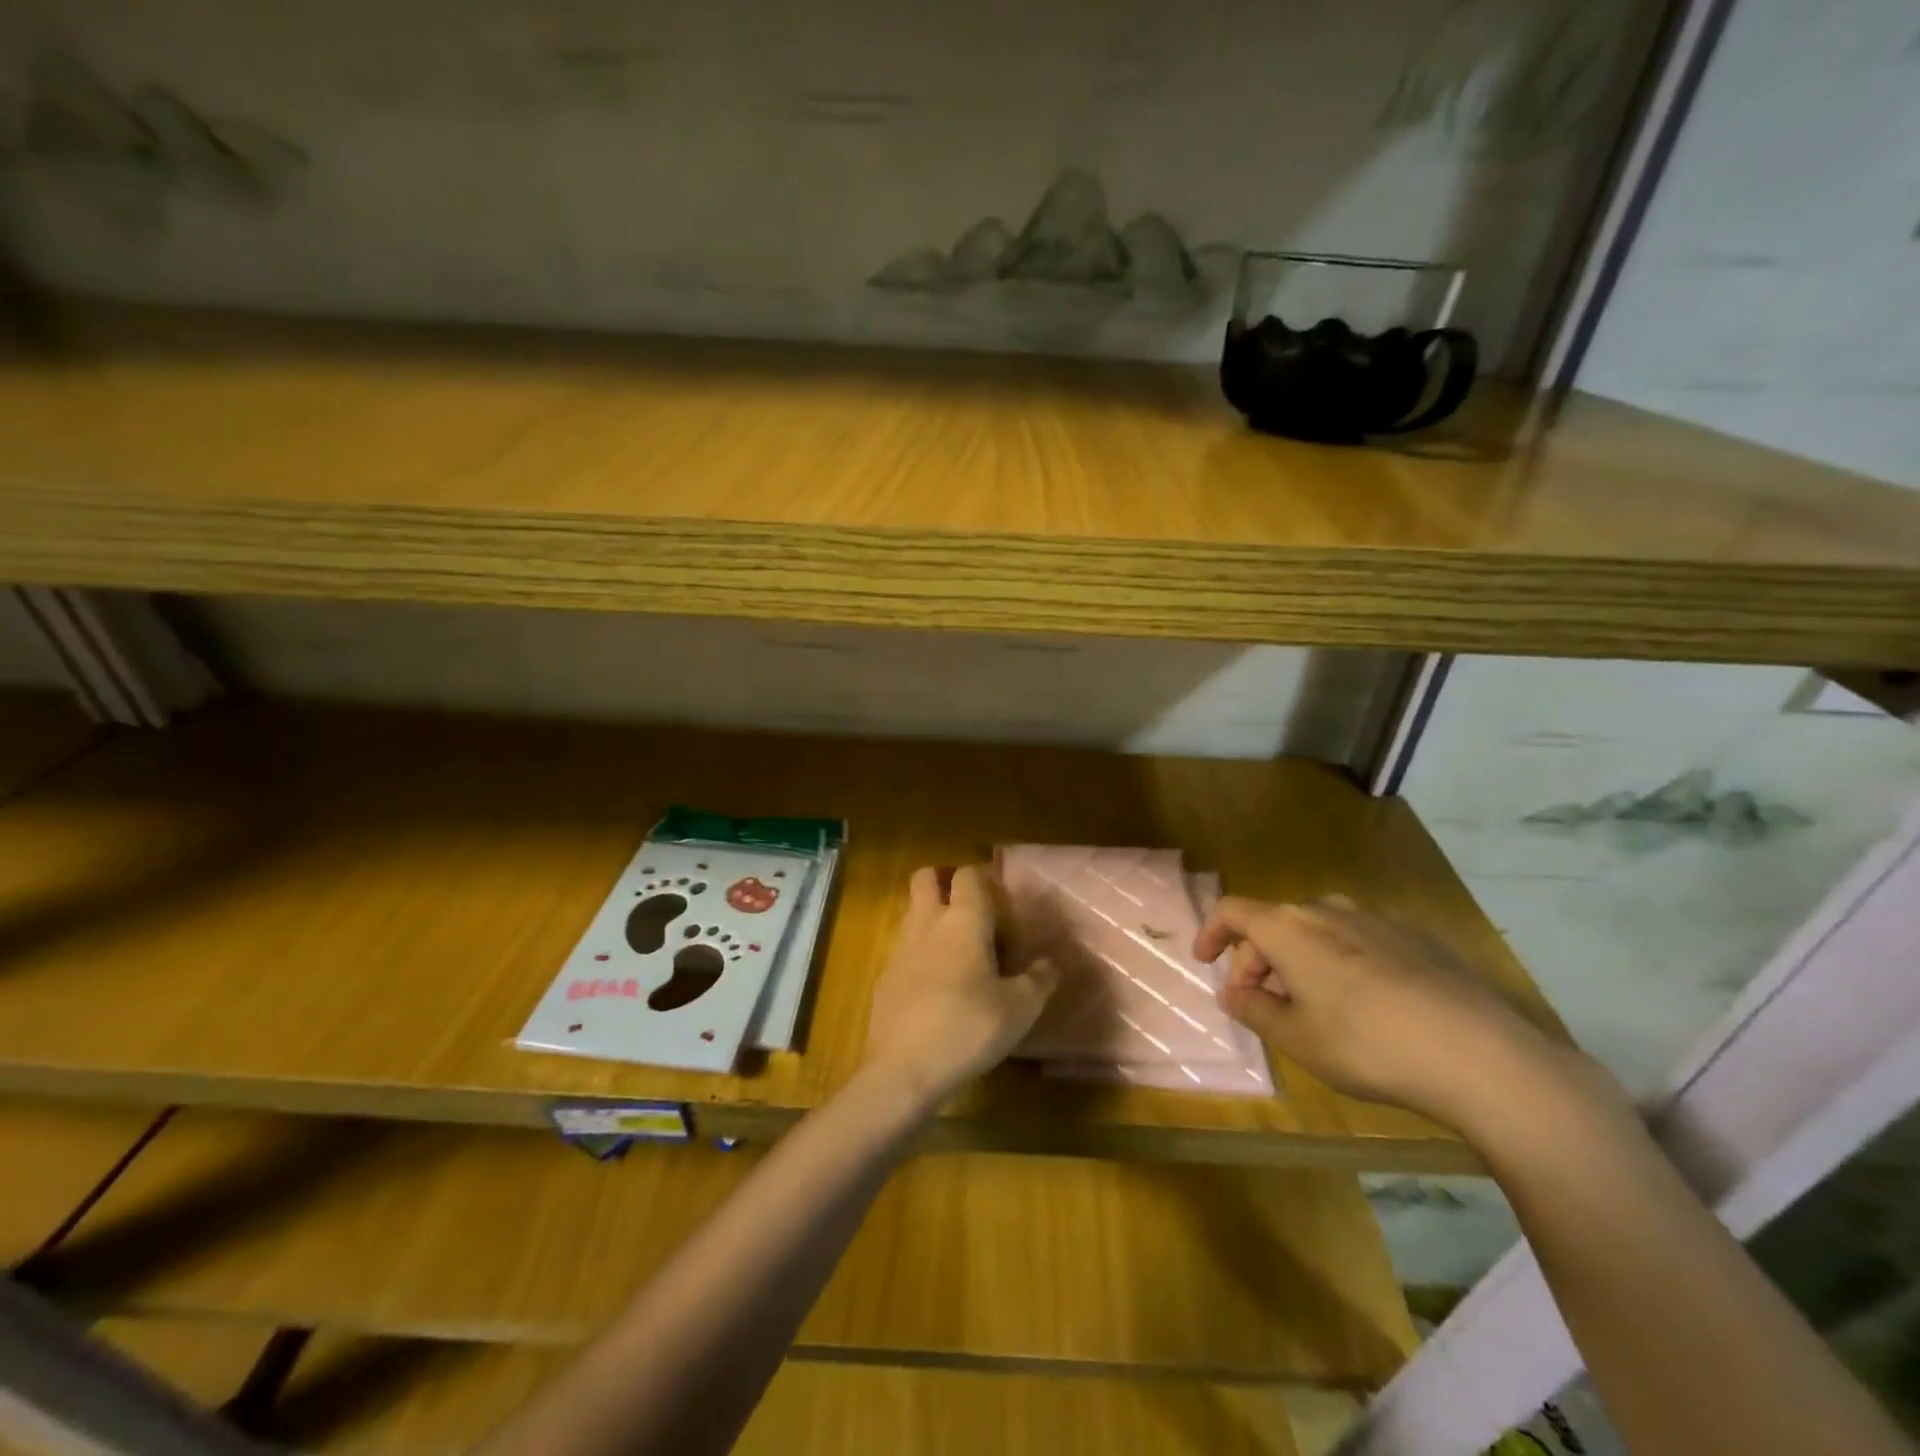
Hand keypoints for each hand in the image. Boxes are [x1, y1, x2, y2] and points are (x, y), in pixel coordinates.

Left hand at [862, 865, 1059, 1110]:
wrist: (904, 1069)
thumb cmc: (968, 1027)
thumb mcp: (1020, 1009)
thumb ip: (1039, 980)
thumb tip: (1052, 963)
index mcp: (963, 920)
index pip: (968, 875)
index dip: (982, 876)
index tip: (998, 892)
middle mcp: (927, 923)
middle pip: (924, 878)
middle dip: (942, 880)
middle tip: (967, 905)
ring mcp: (899, 949)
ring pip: (911, 911)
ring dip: (929, 915)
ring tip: (955, 946)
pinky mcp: (884, 977)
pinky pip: (902, 948)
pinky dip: (917, 952)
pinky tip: (934, 984)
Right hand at [1196, 894, 1570, 1130]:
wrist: (1481, 1053)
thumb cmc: (1368, 1044)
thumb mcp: (1297, 1038)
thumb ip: (1254, 1010)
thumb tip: (1232, 993)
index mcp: (1289, 928)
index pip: (1233, 911)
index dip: (1211, 933)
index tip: (1204, 962)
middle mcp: (1328, 909)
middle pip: (1275, 922)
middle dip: (1257, 959)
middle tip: (1260, 1003)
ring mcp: (1377, 919)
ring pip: (1318, 930)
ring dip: (1299, 960)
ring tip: (1309, 1004)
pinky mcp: (1417, 937)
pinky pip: (1359, 939)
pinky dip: (1341, 961)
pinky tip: (1365, 1004)